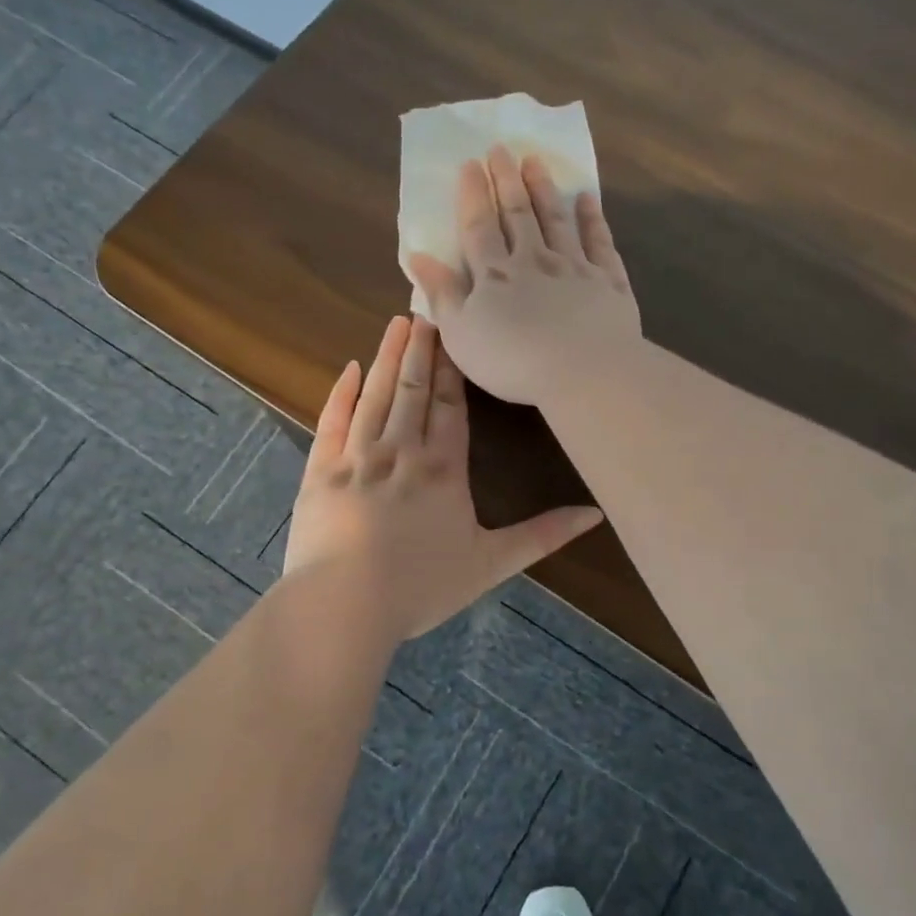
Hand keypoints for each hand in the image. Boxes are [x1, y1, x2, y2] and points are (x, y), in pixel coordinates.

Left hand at [282, 314, 603, 640]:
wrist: (344, 604)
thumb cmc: (421, 586)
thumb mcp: (490, 564)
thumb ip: (542, 535)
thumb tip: (594, 514)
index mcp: (443, 469)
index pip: (451, 406)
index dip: (452, 369)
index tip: (454, 334)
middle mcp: (401, 450)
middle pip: (414, 389)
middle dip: (422, 350)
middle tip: (425, 311)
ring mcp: (357, 456)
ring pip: (377, 395)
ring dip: (389, 358)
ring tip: (397, 325)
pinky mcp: (321, 470)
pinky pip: (332, 420)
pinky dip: (342, 393)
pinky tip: (351, 369)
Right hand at [409, 145, 642, 407]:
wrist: (584, 371)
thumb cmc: (512, 361)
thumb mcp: (461, 335)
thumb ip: (442, 294)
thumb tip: (418, 256)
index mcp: (495, 275)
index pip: (480, 227)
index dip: (473, 195)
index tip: (469, 164)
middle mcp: (534, 260)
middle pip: (519, 214)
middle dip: (507, 180)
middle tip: (501, 149)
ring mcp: (574, 267)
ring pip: (557, 220)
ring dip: (545, 189)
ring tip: (536, 161)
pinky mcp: (608, 281)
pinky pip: (599, 242)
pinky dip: (592, 219)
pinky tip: (587, 200)